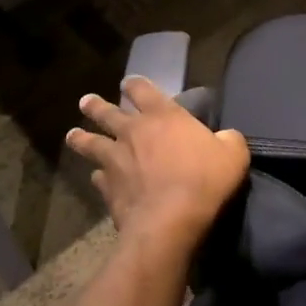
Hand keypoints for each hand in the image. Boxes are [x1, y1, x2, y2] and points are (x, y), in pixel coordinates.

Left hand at [65, 77, 249, 254]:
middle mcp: (133, 132)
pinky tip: (97, 179)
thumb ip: (228, 140)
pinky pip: (98, 178)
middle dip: (96, 106)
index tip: (128, 83)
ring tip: (73, 135)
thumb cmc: (204, 180)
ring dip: (81, 138)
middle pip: (107, 113)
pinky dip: (98, 177)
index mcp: (163, 116)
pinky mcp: (108, 189)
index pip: (142, 89)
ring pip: (91, 143)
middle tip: (85, 101)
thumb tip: (225, 137)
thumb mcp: (233, 154)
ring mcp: (116, 161)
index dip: (134, 84)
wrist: (170, 222)